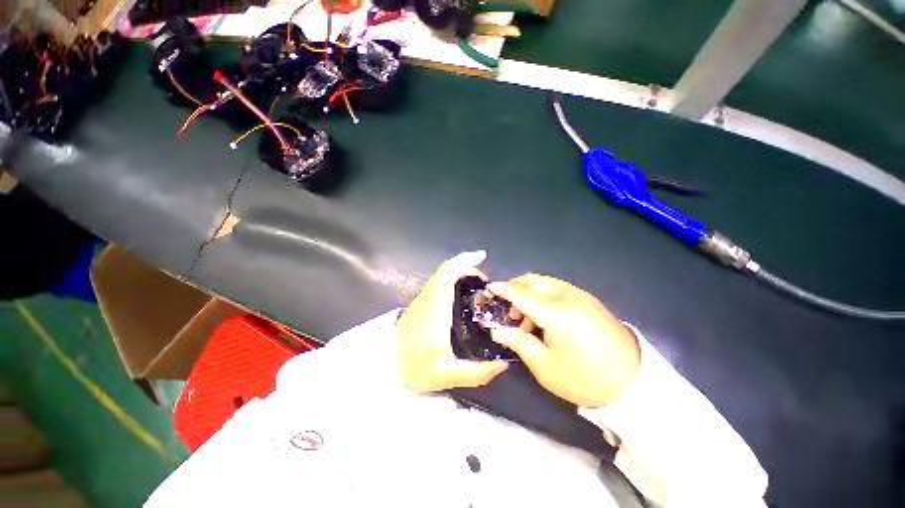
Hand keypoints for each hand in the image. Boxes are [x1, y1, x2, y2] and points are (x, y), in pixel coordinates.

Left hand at [397, 251, 508, 392]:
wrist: (385, 366)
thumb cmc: (414, 369)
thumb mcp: (447, 376)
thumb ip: (477, 373)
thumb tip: (502, 365)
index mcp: (435, 314)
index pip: (446, 277)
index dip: (464, 263)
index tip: (481, 256)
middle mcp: (427, 300)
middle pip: (445, 270)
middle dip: (466, 264)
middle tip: (484, 278)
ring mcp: (421, 299)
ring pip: (440, 274)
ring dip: (459, 269)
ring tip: (476, 281)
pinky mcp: (419, 301)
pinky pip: (437, 281)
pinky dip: (451, 276)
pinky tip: (461, 287)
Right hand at [488, 274, 639, 407]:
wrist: (634, 383)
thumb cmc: (584, 378)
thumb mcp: (545, 367)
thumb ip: (519, 343)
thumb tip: (499, 331)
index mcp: (555, 312)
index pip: (520, 294)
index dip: (502, 290)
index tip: (489, 288)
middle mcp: (567, 296)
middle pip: (533, 280)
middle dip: (515, 287)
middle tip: (508, 308)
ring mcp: (580, 296)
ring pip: (545, 282)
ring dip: (530, 292)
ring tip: (527, 318)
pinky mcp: (589, 301)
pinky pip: (558, 289)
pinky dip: (544, 296)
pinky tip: (545, 317)